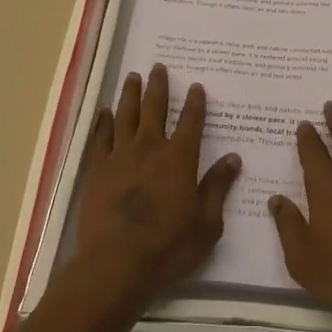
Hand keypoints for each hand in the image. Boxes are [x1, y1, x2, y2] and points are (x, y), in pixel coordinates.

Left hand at [71, 64, 241, 307]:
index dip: (195, 103)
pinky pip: (100, 137)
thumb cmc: (167, 247)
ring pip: (126, 115)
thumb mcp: (206, 224)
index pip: (191, 122)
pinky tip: (104, 111)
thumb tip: (233, 158)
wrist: (114, 265)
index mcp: (180, 159)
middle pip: (155, 108)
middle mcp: (150, 148)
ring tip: (133, 76)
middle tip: (159, 67)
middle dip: (159, 86)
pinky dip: (103, 121)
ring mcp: (120, 156)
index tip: (196, 86)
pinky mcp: (97, 170)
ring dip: (130, 94)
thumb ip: (218, 187)